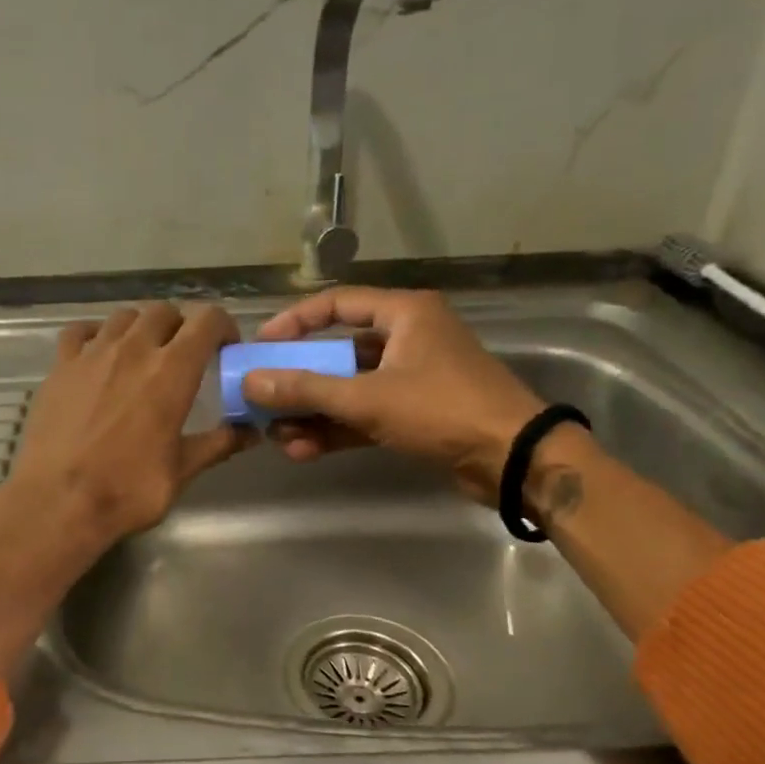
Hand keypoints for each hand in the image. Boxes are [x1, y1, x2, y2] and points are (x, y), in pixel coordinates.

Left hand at [7, 302, 250, 551]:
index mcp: (171, 372)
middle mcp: (133, 350)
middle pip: (163, 312)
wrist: (57, 503)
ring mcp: (91, 354)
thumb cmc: (127, 490)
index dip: (222, 326)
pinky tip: (98, 356)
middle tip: (184, 355)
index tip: (224, 347)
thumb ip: (218, 444)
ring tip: (142, 354)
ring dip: (141, 328)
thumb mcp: (181, 471)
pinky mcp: (60, 366)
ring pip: (123, 317)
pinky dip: (96, 335)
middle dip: (181, 326)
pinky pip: (80, 332)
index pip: (206, 321)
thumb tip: (250, 432)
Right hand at [243, 287, 546, 504]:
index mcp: (404, 314)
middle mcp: (408, 337)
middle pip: (338, 351)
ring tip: (278, 435)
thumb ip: (307, 390)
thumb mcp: (368, 398)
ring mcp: (412, 377)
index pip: (336, 304)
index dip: (294, 322)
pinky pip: (366, 413)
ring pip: (350, 387)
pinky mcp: (416, 412)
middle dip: (300, 380)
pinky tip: (303, 449)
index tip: (261, 345)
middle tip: (264, 397)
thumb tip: (251, 382)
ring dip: (314, 411)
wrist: (513, 459)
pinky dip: (337, 428)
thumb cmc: (442, 409)